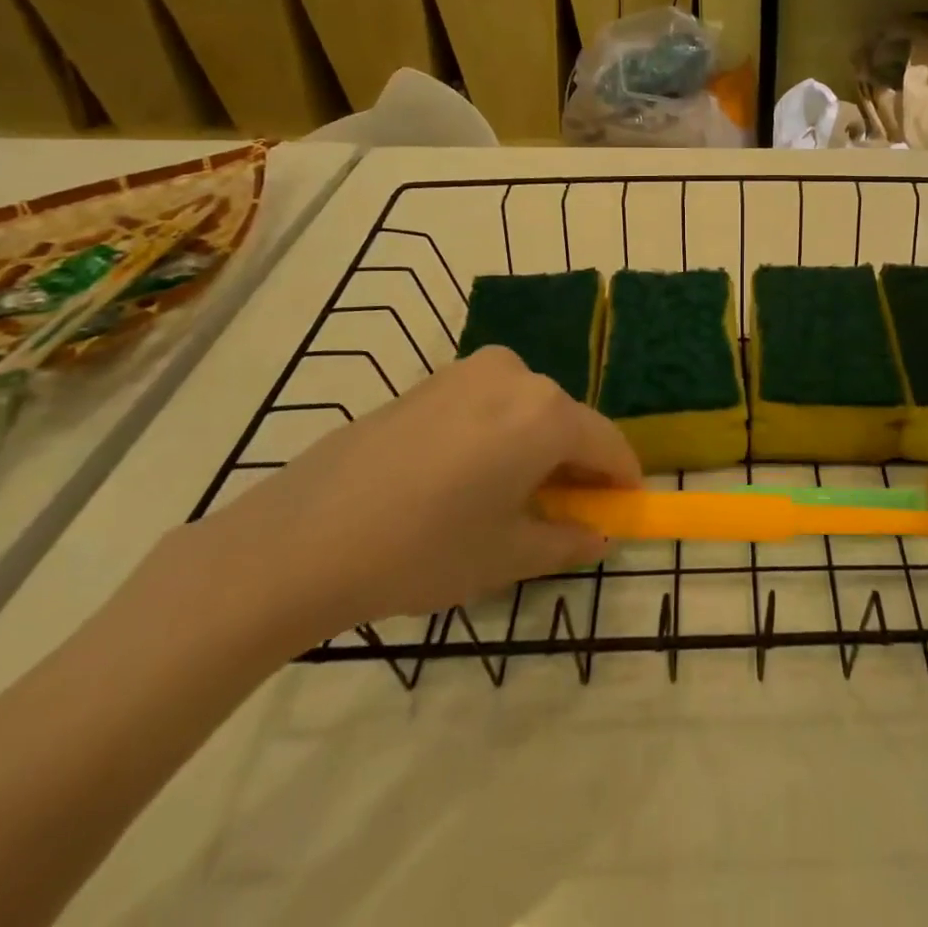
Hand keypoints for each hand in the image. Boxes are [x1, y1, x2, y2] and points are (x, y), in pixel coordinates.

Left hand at [192, 347, 640, 648]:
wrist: (303, 537)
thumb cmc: (423, 549)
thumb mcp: (507, 556)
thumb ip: (568, 541)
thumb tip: (599, 536)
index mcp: (546, 413)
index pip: (607, 444)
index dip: (622, 480)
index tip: (625, 509)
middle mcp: (517, 376)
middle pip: (566, 422)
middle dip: (576, 464)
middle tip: (566, 513)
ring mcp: (468, 371)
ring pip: (527, 409)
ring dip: (536, 447)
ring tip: (512, 498)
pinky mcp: (431, 379)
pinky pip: (488, 403)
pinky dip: (499, 433)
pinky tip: (467, 477)